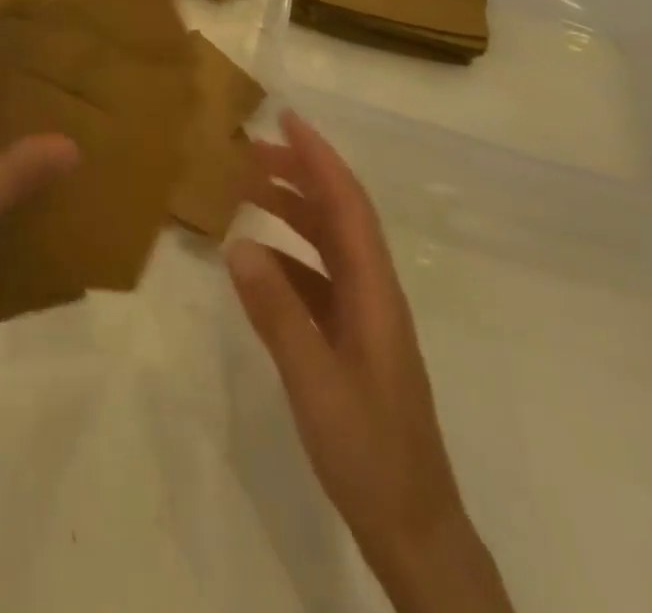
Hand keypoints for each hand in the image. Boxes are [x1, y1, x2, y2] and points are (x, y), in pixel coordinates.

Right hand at [228, 112, 508, 611]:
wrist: (414, 531)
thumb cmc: (369, 454)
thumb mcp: (315, 383)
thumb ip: (277, 312)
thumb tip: (238, 243)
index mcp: (374, 292)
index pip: (347, 205)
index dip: (319, 158)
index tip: (286, 120)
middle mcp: (373, 293)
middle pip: (338, 215)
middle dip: (299, 174)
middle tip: (249, 151)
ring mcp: (364, 319)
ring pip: (327, 245)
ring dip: (292, 211)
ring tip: (247, 191)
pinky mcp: (351, 342)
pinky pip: (317, 280)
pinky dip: (287, 257)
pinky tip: (256, 262)